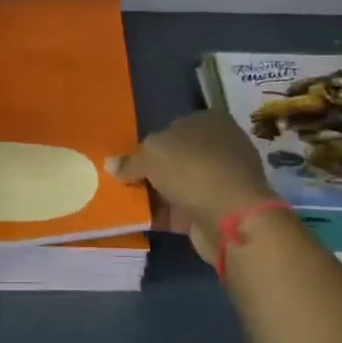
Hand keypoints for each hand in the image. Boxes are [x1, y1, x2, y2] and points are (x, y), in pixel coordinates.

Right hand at [110, 112, 277, 263]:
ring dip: (155, 195)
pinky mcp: (219, 210)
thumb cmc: (191, 168)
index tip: (128, 160)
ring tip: (125, 203)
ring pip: (178, 185)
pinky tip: (140, 220)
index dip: (149, 144)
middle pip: (176, 158)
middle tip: (123, 182)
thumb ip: (130, 161)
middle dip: (151, 171)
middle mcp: (219, 147)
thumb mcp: (151, 155)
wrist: (231, 216)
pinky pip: (183, 210)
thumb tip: (110, 164)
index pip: (173, 127)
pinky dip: (164, 215)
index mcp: (209, 121)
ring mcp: (221, 180)